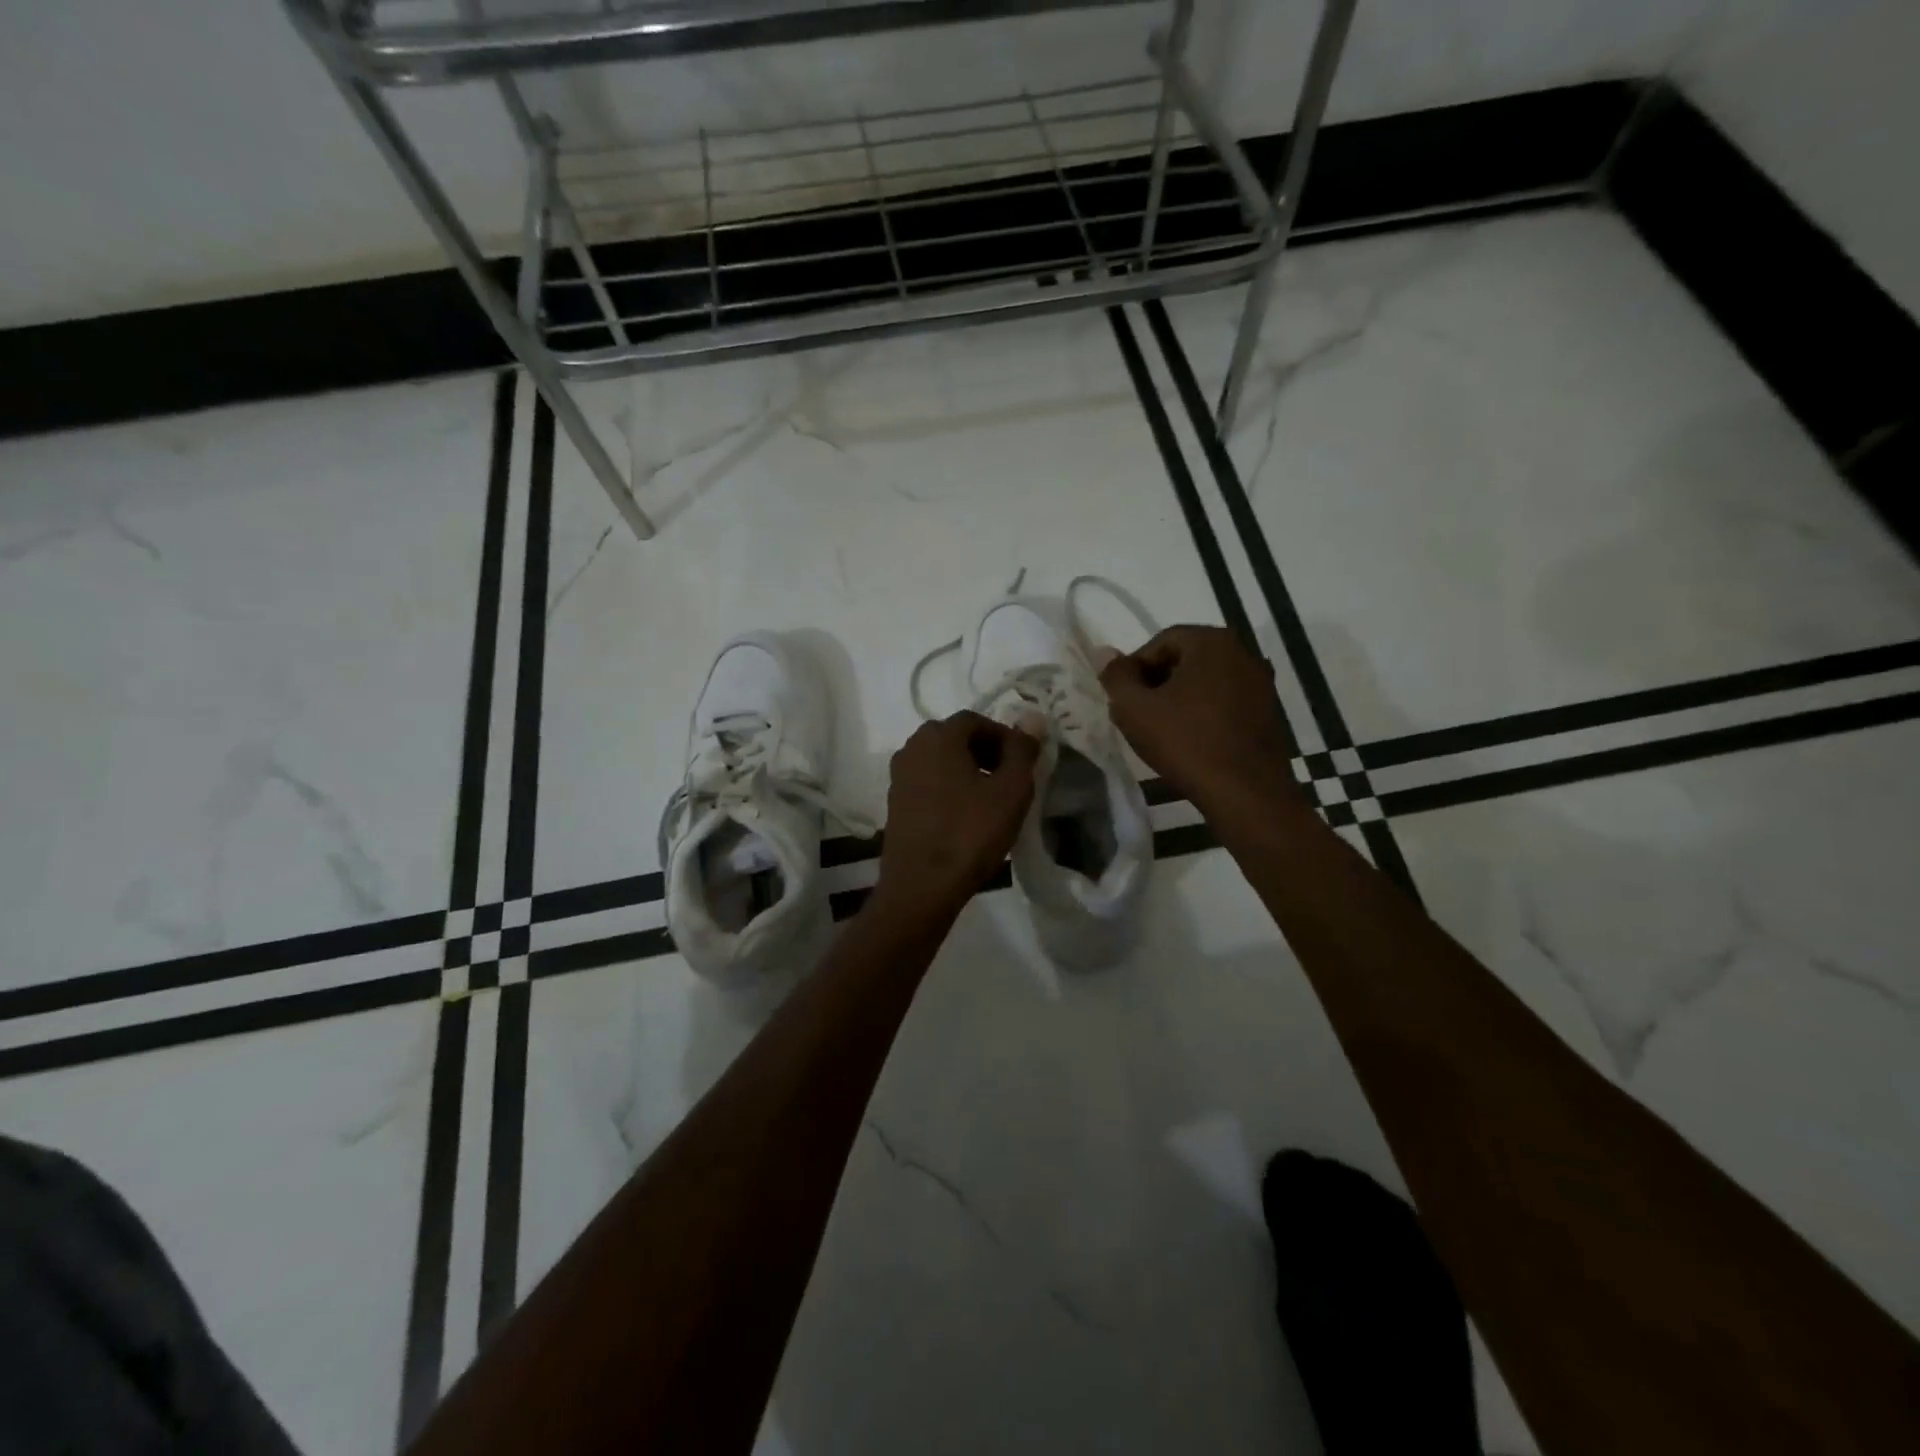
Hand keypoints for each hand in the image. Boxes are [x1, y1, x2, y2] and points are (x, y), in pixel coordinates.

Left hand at [875, 711, 1040, 917]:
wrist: (921, 886)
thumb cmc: (970, 833)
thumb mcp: (1011, 791)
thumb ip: (1022, 750)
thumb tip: (1032, 718)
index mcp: (938, 736)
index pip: (976, 720)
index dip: (1004, 737)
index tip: (1023, 763)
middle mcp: (912, 747)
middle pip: (955, 738)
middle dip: (985, 751)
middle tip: (1009, 779)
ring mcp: (899, 776)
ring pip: (940, 760)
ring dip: (966, 770)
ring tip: (990, 799)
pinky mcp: (895, 802)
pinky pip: (927, 782)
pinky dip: (948, 788)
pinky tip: (965, 815)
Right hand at [1100, 625, 1298, 812]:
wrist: (1245, 792)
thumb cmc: (1185, 742)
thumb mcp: (1135, 709)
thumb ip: (1116, 676)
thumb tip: (1104, 652)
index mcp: (1212, 642)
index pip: (1161, 641)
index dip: (1135, 668)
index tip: (1123, 698)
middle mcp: (1243, 652)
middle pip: (1186, 658)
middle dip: (1157, 682)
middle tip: (1139, 714)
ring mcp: (1261, 683)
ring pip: (1206, 681)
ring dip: (1180, 698)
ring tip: (1162, 730)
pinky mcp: (1269, 711)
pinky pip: (1226, 701)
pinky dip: (1204, 713)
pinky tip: (1191, 740)